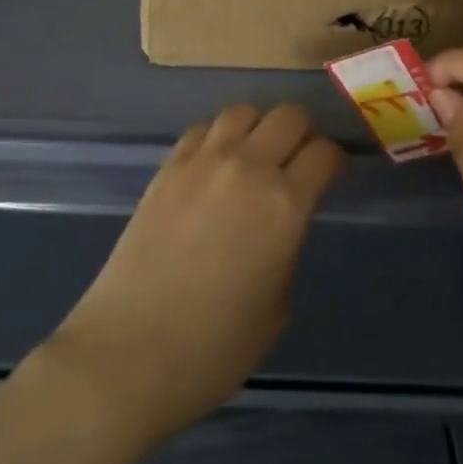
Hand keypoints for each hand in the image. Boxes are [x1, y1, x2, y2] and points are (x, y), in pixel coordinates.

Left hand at [43, 103, 344, 448]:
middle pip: (289, 116)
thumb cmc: (213, 349)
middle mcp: (248, 167)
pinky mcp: (167, 166)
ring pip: (244, 110)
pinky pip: (203, 129)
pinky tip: (213, 166)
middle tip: (298, 161)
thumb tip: (282, 220)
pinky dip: (217, 138)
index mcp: (285, 205)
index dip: (335, 162)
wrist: (128, 353)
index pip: (325, 153)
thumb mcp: (276, 307)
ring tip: (255, 155)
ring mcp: (203, 161)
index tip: (332, 175)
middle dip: (303, 133)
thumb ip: (287, 247)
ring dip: (258, 128)